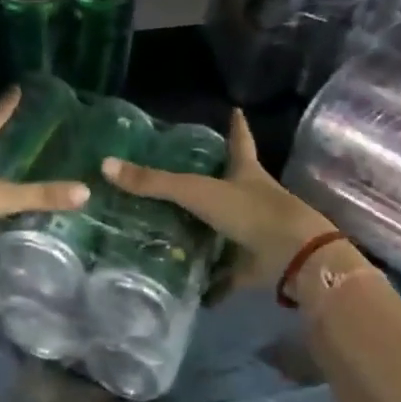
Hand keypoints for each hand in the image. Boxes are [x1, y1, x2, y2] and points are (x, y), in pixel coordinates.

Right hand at [101, 110, 349, 291]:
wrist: (294, 258)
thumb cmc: (250, 212)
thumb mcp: (197, 191)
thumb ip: (154, 182)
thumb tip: (106, 165)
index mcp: (245, 172)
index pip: (239, 141)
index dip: (236, 125)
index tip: (235, 110)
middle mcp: (252, 198)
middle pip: (230, 184)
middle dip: (212, 181)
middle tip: (182, 176)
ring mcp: (255, 232)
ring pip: (225, 229)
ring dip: (205, 232)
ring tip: (171, 231)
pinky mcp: (254, 265)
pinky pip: (226, 274)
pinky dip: (211, 283)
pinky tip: (190, 291)